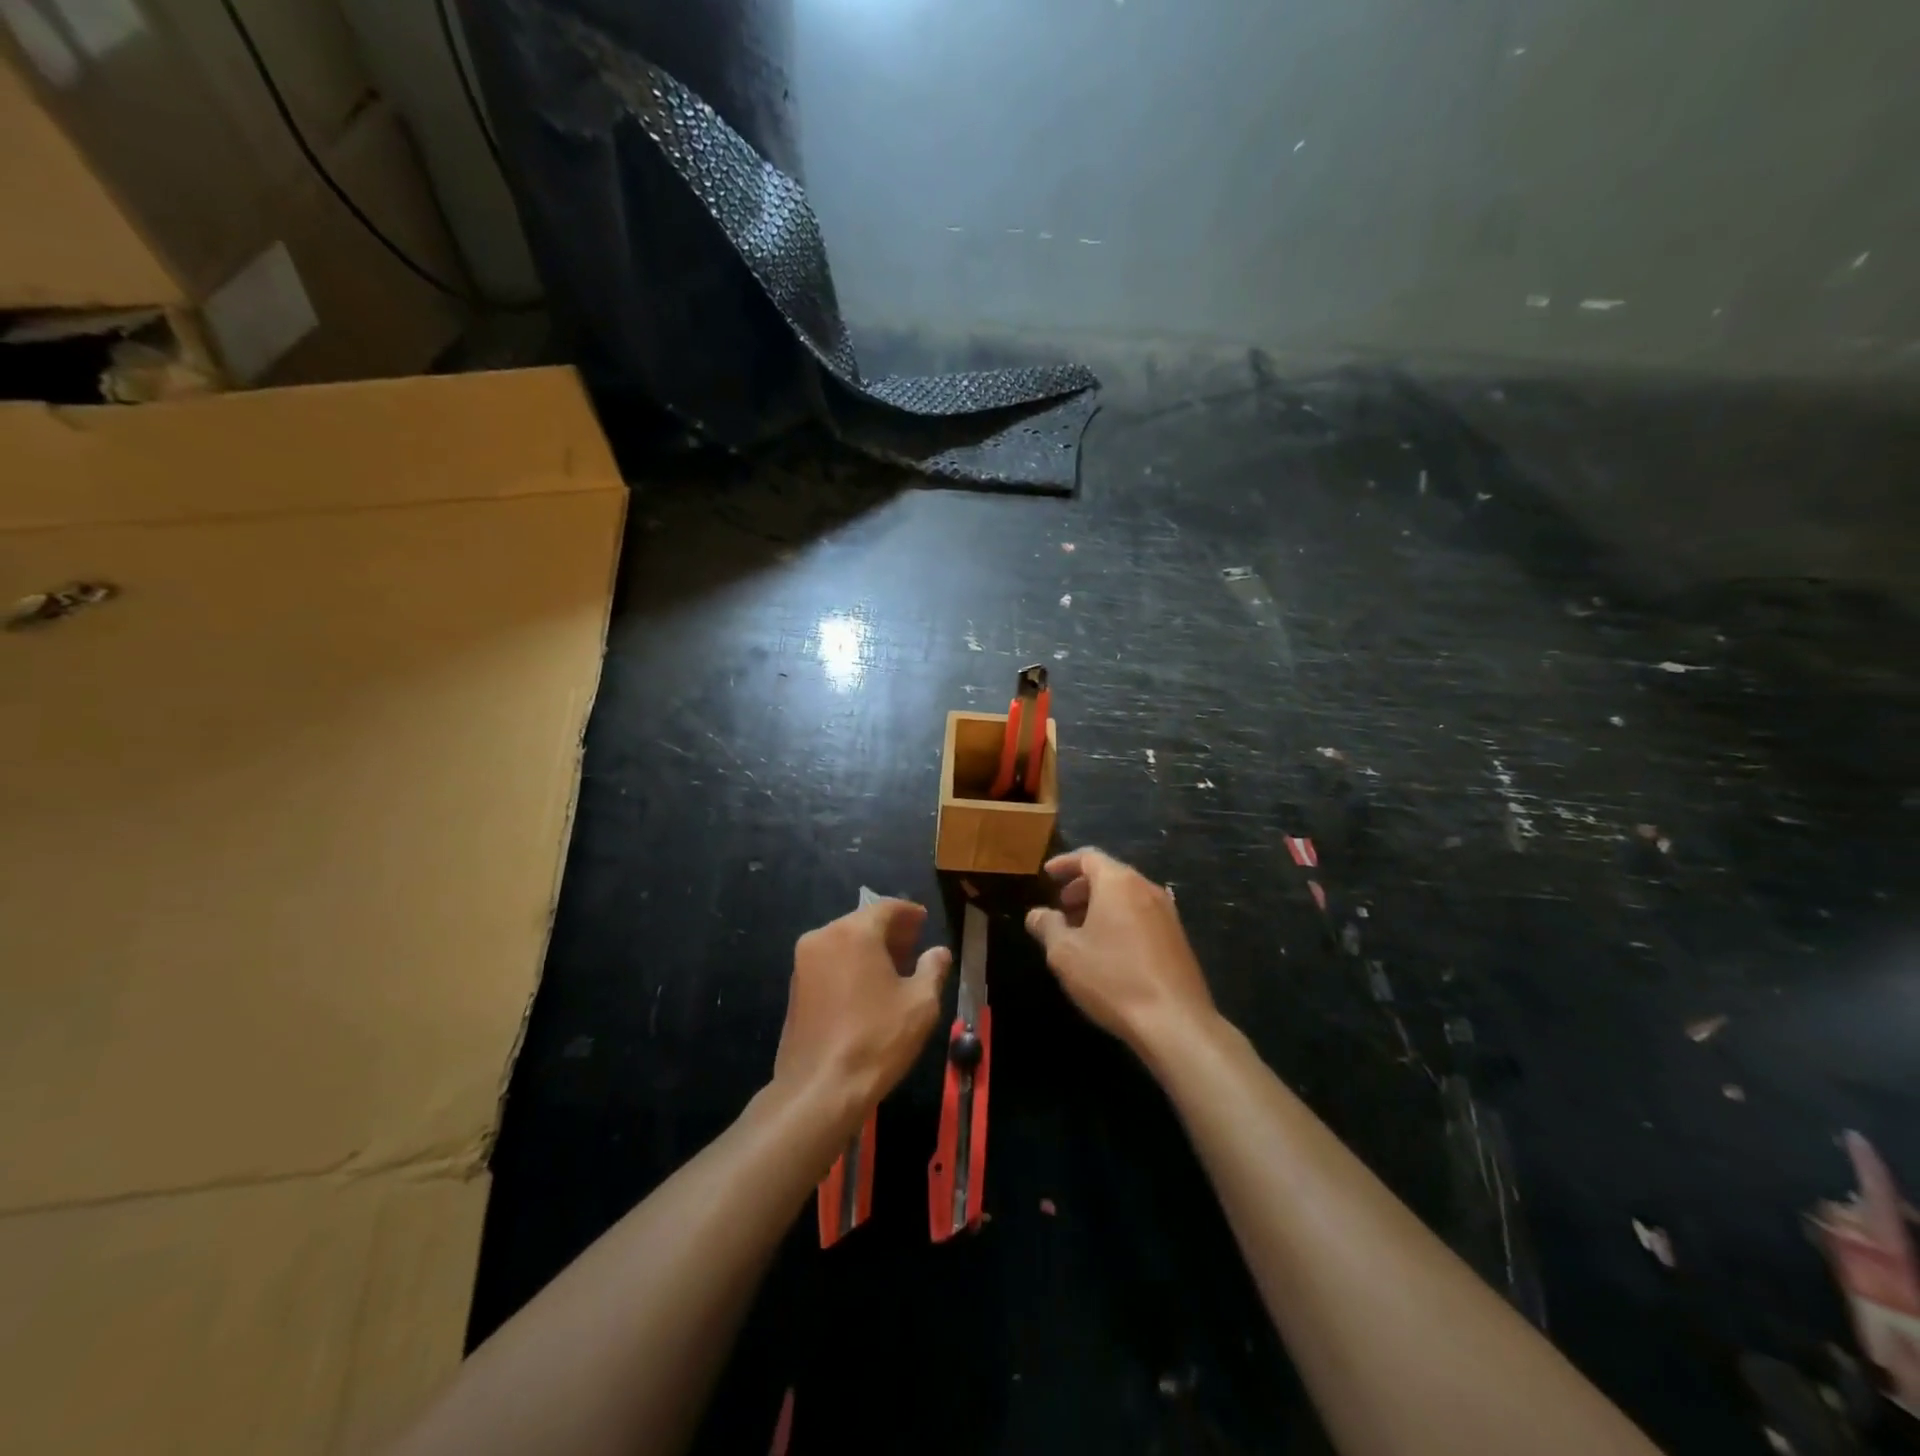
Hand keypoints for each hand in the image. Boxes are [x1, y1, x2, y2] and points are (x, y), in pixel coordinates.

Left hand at [773, 898, 950, 1124]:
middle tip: (915, 944)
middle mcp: (823, 937)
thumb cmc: (876, 1039)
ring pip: (843, 941)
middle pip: (862, 922)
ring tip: (895, 967)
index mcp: (854, 933)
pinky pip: (829, 961)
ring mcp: (803, 963)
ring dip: (869, 947)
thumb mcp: (920, 1004)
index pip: (885, 907)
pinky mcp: (795, 988)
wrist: (819, 1090)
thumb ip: (932, 970)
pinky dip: (850, 964)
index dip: (908, 912)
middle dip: (890, 930)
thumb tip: (938, 953)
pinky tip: (868, 986)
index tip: (924, 920)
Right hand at [1025, 849, 1215, 1057]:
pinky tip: (1108, 949)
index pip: (1088, 857)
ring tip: (1080, 930)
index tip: (1047, 875)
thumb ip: (1047, 926)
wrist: (1175, 1022)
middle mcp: (1146, 889)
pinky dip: (1120, 919)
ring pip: (1127, 896)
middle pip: (1110, 874)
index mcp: (1118, 883)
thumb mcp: (1065, 953)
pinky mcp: (1178, 938)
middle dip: (1082, 886)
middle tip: (1061, 906)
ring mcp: (1167, 913)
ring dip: (1101, 905)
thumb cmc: (1113, 978)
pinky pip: (1141, 915)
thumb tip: (1036, 914)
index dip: (1064, 863)